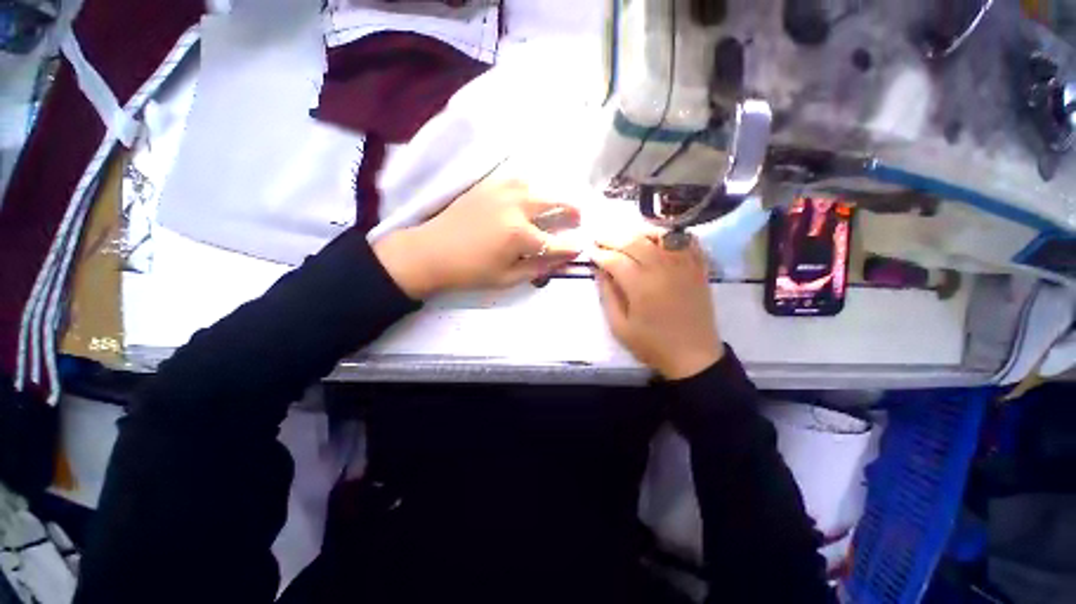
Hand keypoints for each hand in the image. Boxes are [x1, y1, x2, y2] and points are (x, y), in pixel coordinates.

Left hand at [374, 177, 580, 297]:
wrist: (431, 252)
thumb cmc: (470, 271)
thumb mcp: (507, 278)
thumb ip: (538, 268)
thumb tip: (562, 261)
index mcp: (519, 234)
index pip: (556, 241)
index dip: (571, 246)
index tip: (581, 247)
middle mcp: (515, 206)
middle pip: (553, 202)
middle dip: (571, 209)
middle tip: (578, 216)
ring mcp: (501, 191)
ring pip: (537, 185)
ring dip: (552, 193)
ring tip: (557, 203)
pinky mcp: (488, 185)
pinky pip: (517, 179)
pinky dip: (531, 186)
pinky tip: (532, 194)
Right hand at [592, 233, 723, 379]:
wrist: (693, 356)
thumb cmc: (652, 344)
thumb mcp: (620, 327)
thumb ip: (608, 295)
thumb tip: (599, 270)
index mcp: (641, 286)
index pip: (615, 259)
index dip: (599, 253)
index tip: (589, 251)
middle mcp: (662, 269)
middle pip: (634, 242)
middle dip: (613, 237)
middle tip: (599, 237)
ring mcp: (684, 265)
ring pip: (659, 236)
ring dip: (638, 231)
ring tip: (624, 234)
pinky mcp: (698, 268)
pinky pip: (686, 241)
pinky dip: (671, 235)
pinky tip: (658, 237)